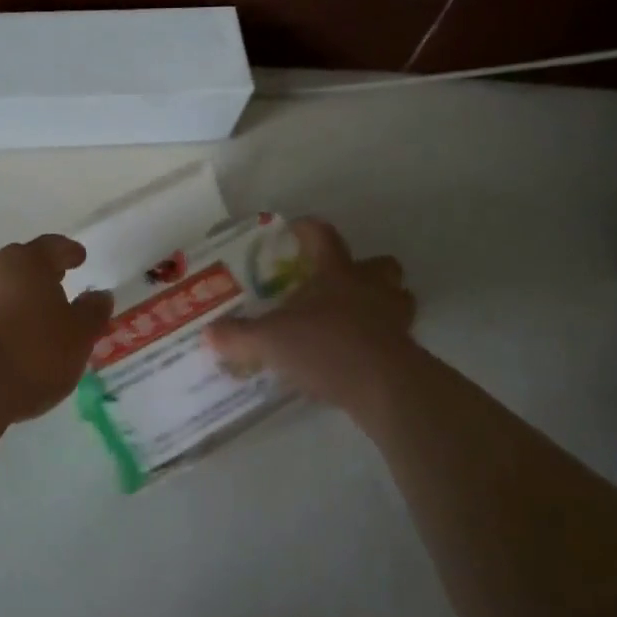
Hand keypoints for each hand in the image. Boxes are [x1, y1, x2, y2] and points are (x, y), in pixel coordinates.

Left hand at [0, 236, 113, 422]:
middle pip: (21, 264)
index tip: (79, 257)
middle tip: (58, 284)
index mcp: (28, 262)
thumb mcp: (78, 336)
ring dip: (17, 299)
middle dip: (40, 273)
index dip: (68, 251)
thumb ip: (91, 313)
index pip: (52, 246)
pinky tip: (9, 342)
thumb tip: (99, 295)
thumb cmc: (33, 353)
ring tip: (35, 319)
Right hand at [205, 218, 417, 413]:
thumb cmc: (326, 347)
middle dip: (363, 269)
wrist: (384, 386)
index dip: (307, 229)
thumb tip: (209, 332)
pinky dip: (384, 339)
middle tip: (338, 283)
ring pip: (398, 297)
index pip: (323, 236)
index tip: (293, 230)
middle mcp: (370, 287)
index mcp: (336, 273)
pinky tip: (362, 354)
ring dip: (382, 302)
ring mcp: (395, 317)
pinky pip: (398, 334)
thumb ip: (238, 336)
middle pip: (379, 264)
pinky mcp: (408, 349)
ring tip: (356, 318)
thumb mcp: (270, 341)